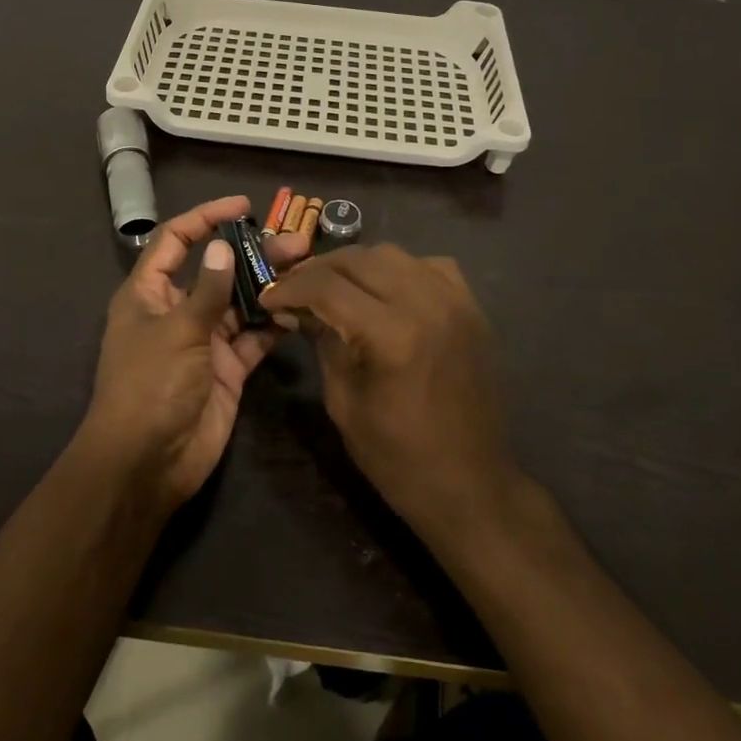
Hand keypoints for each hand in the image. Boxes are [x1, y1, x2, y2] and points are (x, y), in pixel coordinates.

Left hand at [82, 196, 307, 513]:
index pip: (175, 241)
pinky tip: (299, 310)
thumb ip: (207, 289)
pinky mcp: (228, 368)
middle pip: (217, 270)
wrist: (149, 463)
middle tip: (295, 242)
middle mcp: (177, 311)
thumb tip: (223, 244)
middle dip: (252, 254)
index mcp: (149, 294)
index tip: (242, 207)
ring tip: (306, 268)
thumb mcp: (177, 331)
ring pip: (240, 302)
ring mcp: (204, 340)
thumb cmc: (150, 386)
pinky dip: (273, 324)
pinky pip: (253, 338)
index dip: (204, 218)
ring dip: (270, 286)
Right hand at [261, 244, 516, 539]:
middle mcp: (426, 304)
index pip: (327, 287)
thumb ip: (322, 342)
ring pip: (393, 254)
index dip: (290, 287)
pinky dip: (400, 270)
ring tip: (334, 287)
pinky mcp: (472, 308)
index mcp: (391, 335)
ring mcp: (456, 302)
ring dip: (356, 265)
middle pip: (359, 259)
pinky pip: (429, 266)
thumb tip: (295, 308)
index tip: (268, 296)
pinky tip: (385, 291)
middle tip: (295, 289)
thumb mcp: (344, 402)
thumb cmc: (398, 457)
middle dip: (318, 270)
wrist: (471, 486)